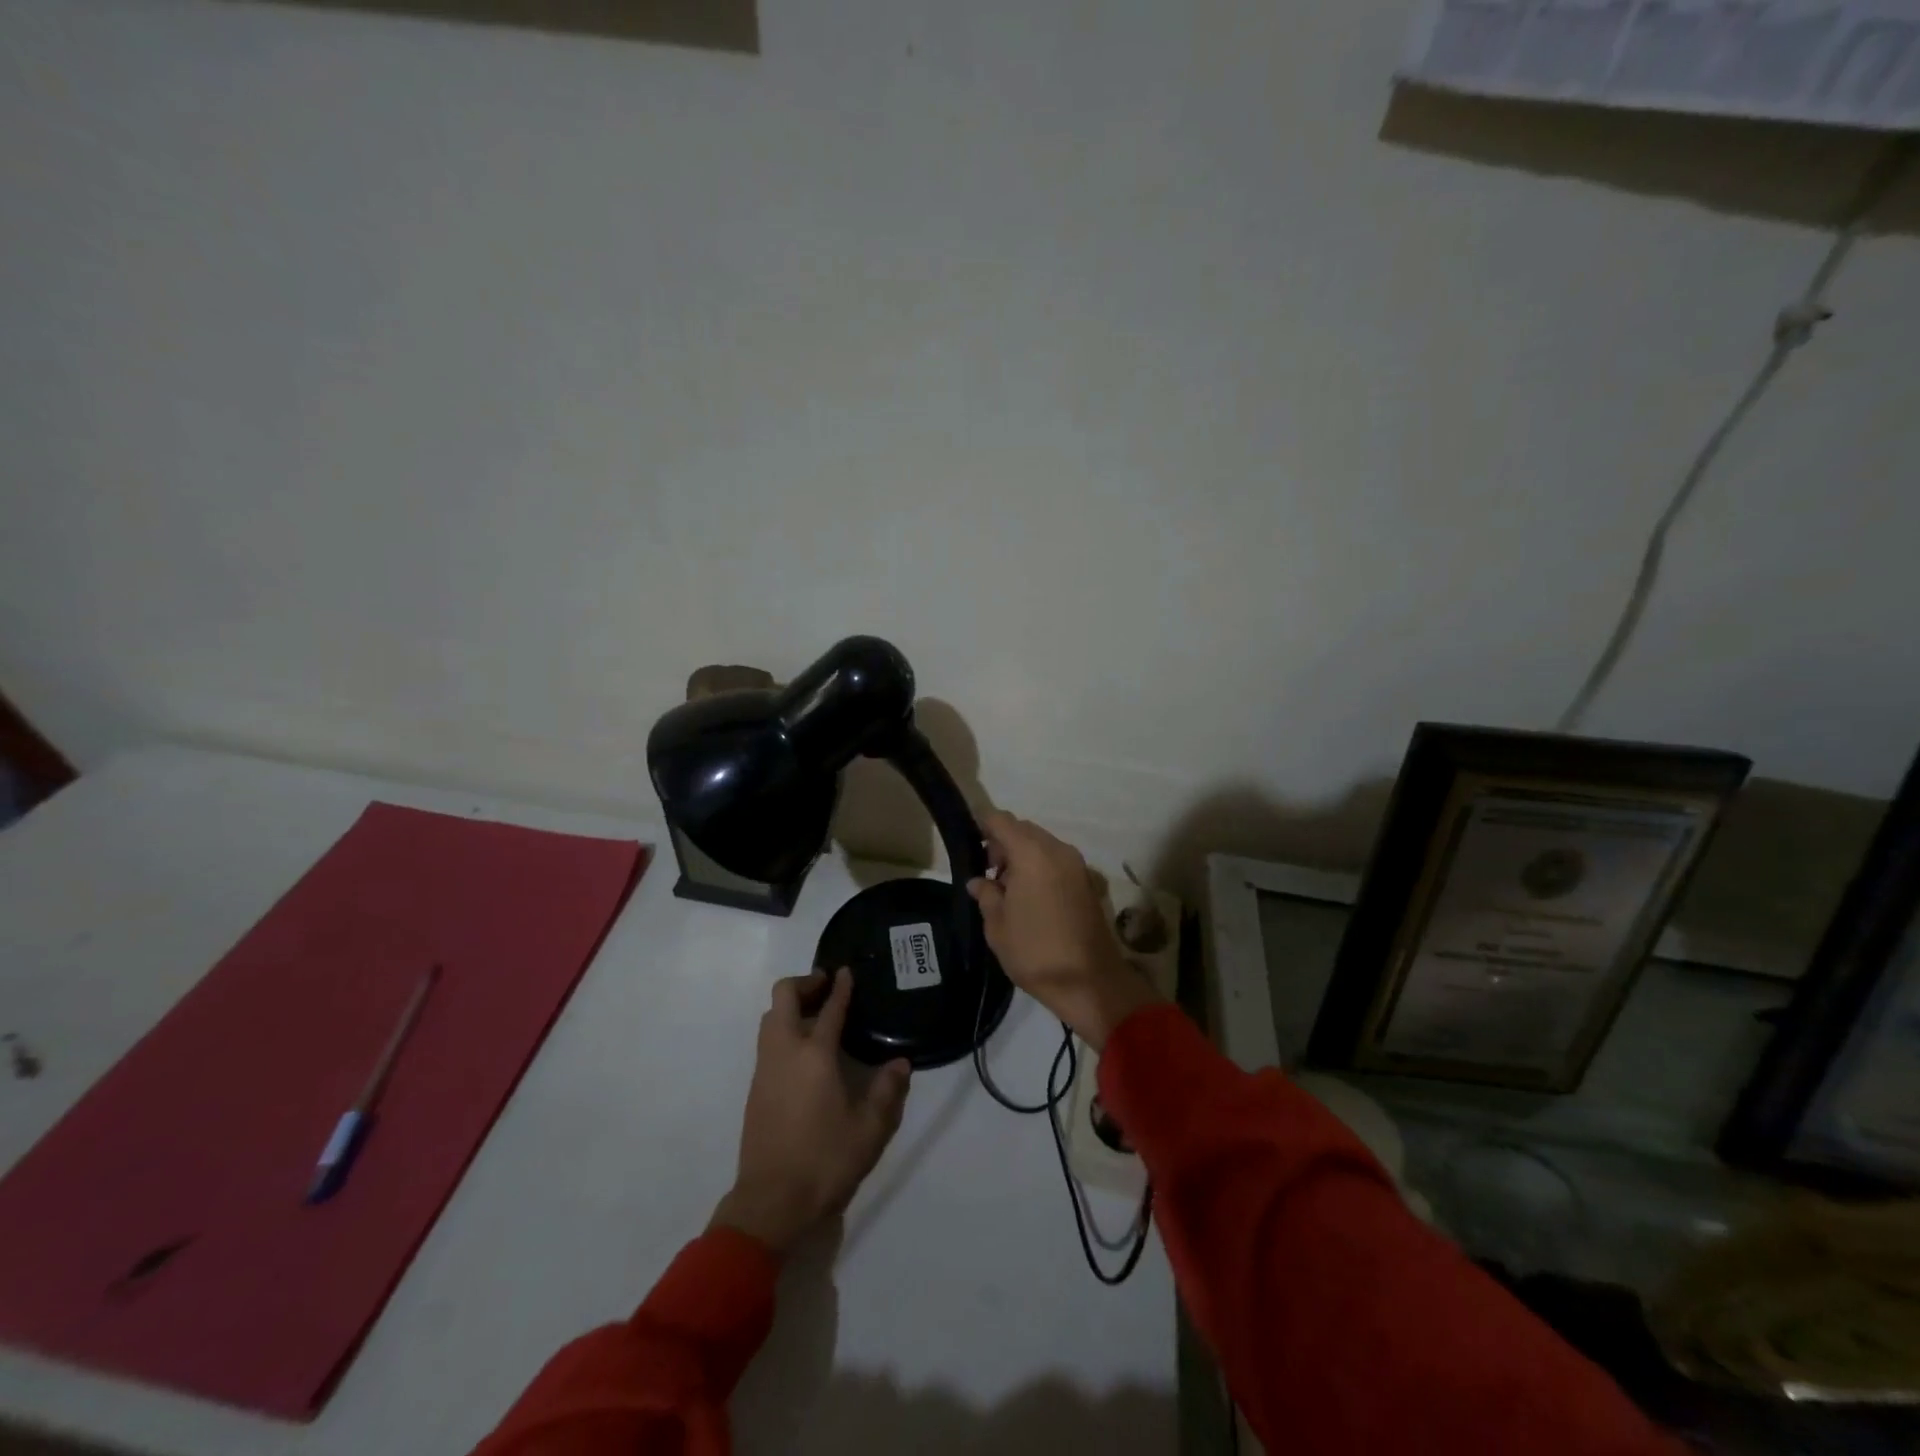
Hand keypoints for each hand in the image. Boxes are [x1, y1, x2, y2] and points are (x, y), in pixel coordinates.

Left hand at [711, 968, 910, 1256]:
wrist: (771, 1203)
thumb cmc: (824, 1162)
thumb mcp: (870, 1130)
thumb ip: (887, 1092)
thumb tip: (901, 1064)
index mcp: (814, 1055)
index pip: (829, 1008)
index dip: (841, 987)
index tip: (847, 972)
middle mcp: (785, 1052)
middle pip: (783, 997)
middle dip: (805, 983)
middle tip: (827, 986)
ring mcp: (765, 1069)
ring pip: (770, 1018)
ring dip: (790, 1005)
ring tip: (816, 1013)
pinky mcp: (755, 1088)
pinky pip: (767, 1041)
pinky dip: (783, 1028)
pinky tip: (803, 1049)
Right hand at [966, 812, 1162, 1049]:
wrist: (1090, 982)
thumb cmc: (1036, 952)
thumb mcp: (997, 926)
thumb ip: (986, 895)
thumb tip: (979, 881)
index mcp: (1031, 853)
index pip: (1000, 820)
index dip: (982, 827)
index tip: (971, 848)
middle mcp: (1057, 849)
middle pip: (1023, 829)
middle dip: (1003, 844)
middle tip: (989, 875)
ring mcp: (1077, 864)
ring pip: (1042, 844)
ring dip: (1023, 857)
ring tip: (1009, 890)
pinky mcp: (1088, 881)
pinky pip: (1057, 860)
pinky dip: (1041, 867)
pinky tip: (1031, 898)